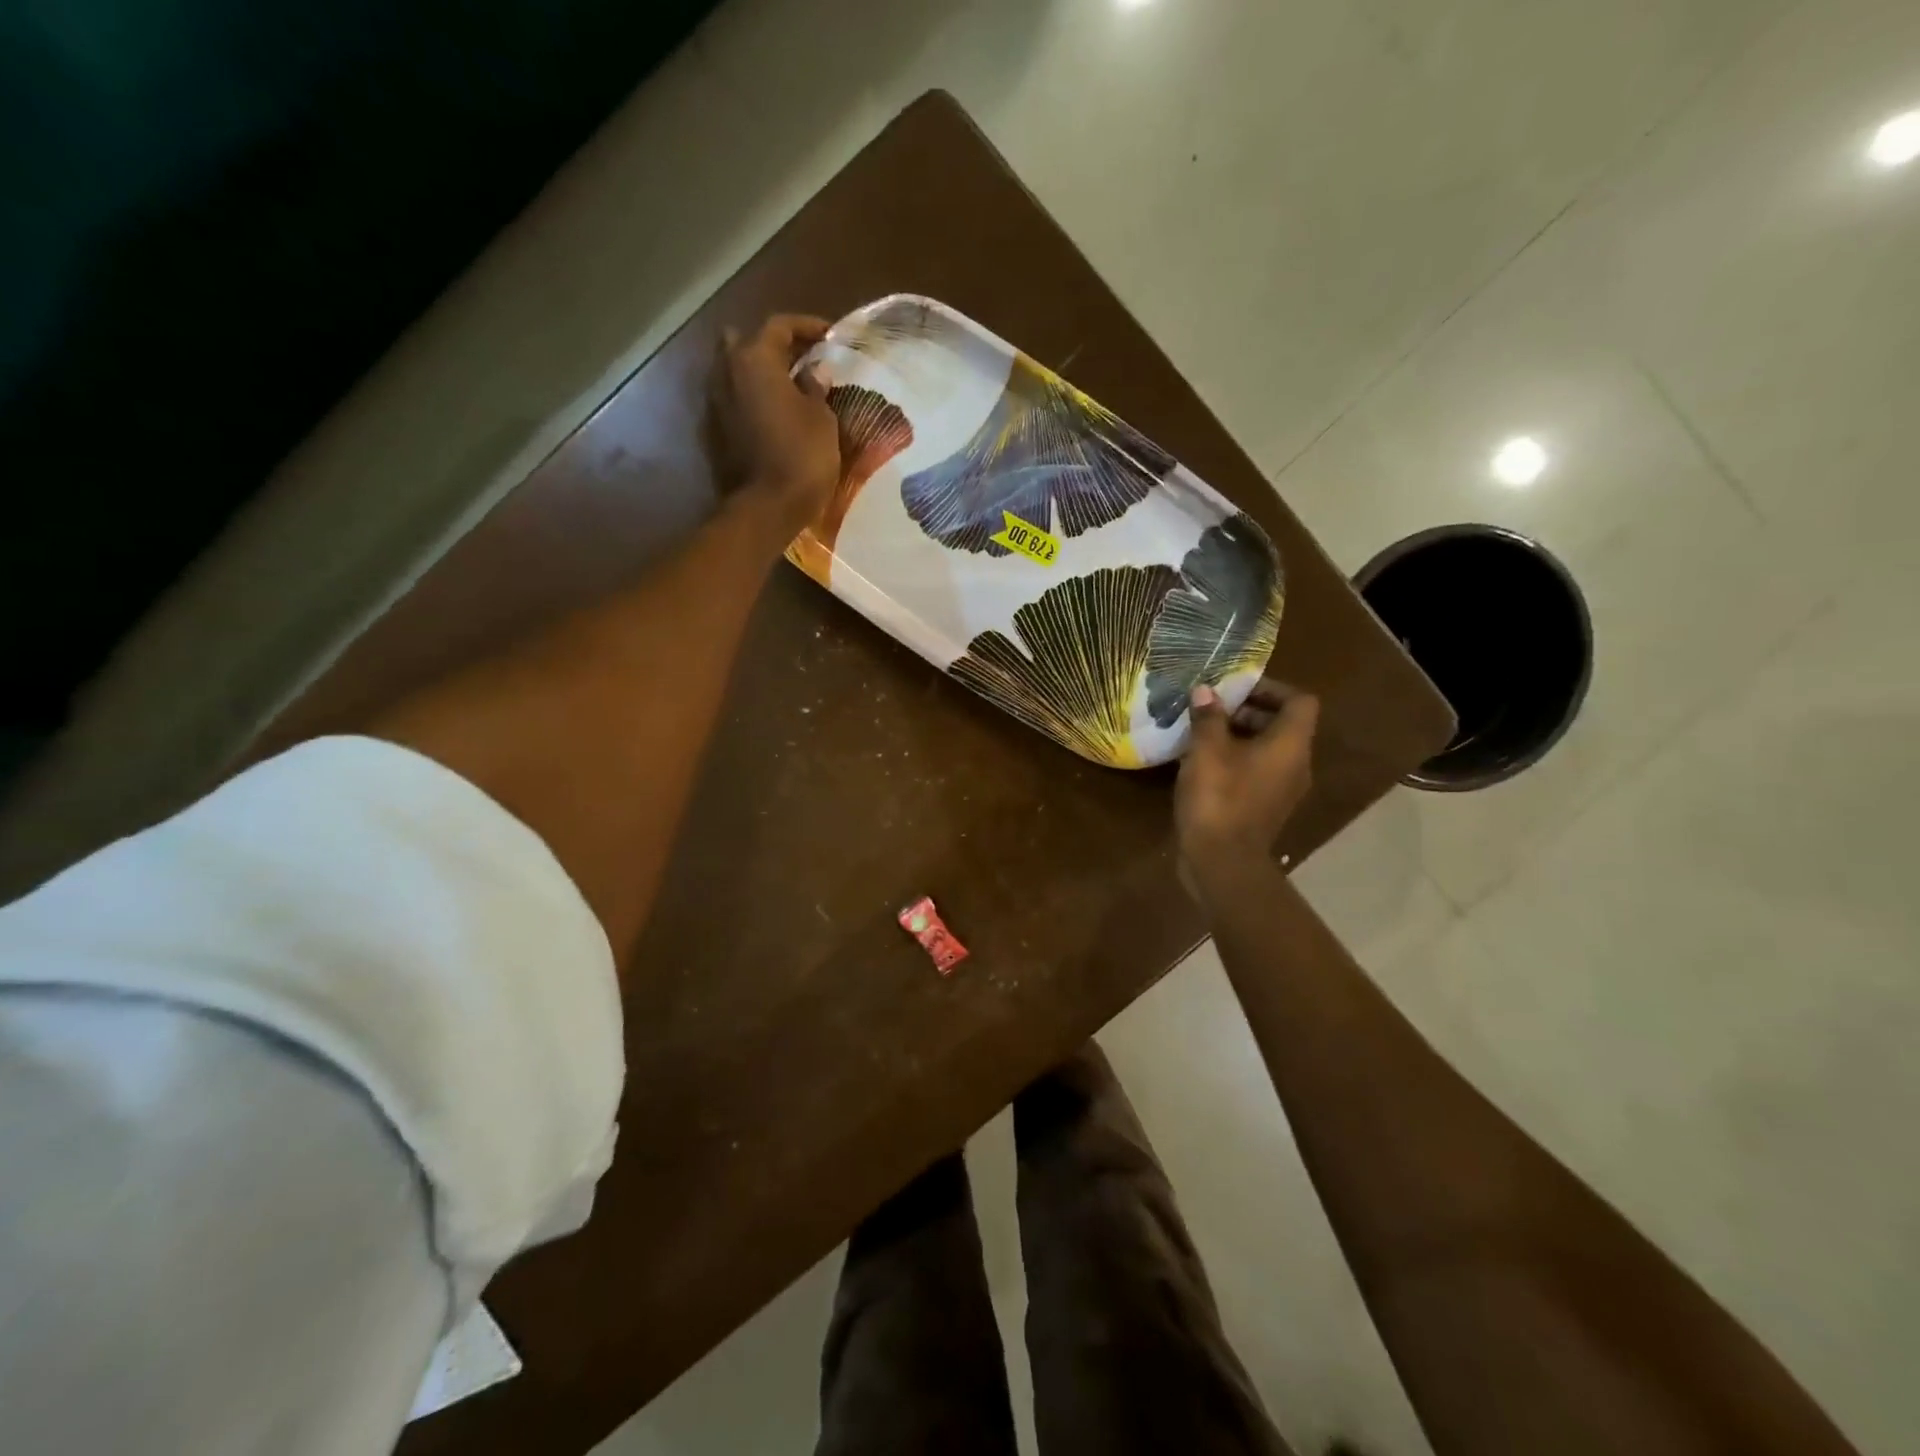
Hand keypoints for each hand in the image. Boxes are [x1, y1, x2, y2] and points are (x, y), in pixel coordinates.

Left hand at [712, 314, 841, 534]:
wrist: (768, 506)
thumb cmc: (802, 456)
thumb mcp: (822, 419)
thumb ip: (816, 388)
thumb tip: (814, 372)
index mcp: (754, 360)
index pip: (779, 326)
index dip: (806, 326)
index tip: (829, 334)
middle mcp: (727, 372)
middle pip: (745, 342)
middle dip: (772, 345)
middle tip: (800, 358)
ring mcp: (717, 403)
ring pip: (735, 372)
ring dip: (760, 373)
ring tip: (790, 386)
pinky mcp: (717, 431)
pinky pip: (735, 400)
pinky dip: (753, 398)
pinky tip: (775, 411)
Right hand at [1175, 679, 1320, 892]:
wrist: (1222, 862)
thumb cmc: (1219, 798)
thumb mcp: (1206, 750)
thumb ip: (1208, 717)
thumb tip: (1206, 691)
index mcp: (1290, 744)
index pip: (1299, 701)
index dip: (1271, 688)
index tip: (1236, 688)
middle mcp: (1296, 764)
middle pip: (1283, 724)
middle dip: (1248, 711)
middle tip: (1212, 710)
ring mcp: (1283, 789)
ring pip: (1269, 749)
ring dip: (1239, 736)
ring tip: (1202, 734)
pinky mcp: (1266, 808)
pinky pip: (1258, 772)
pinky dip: (1236, 760)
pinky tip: (1203, 765)